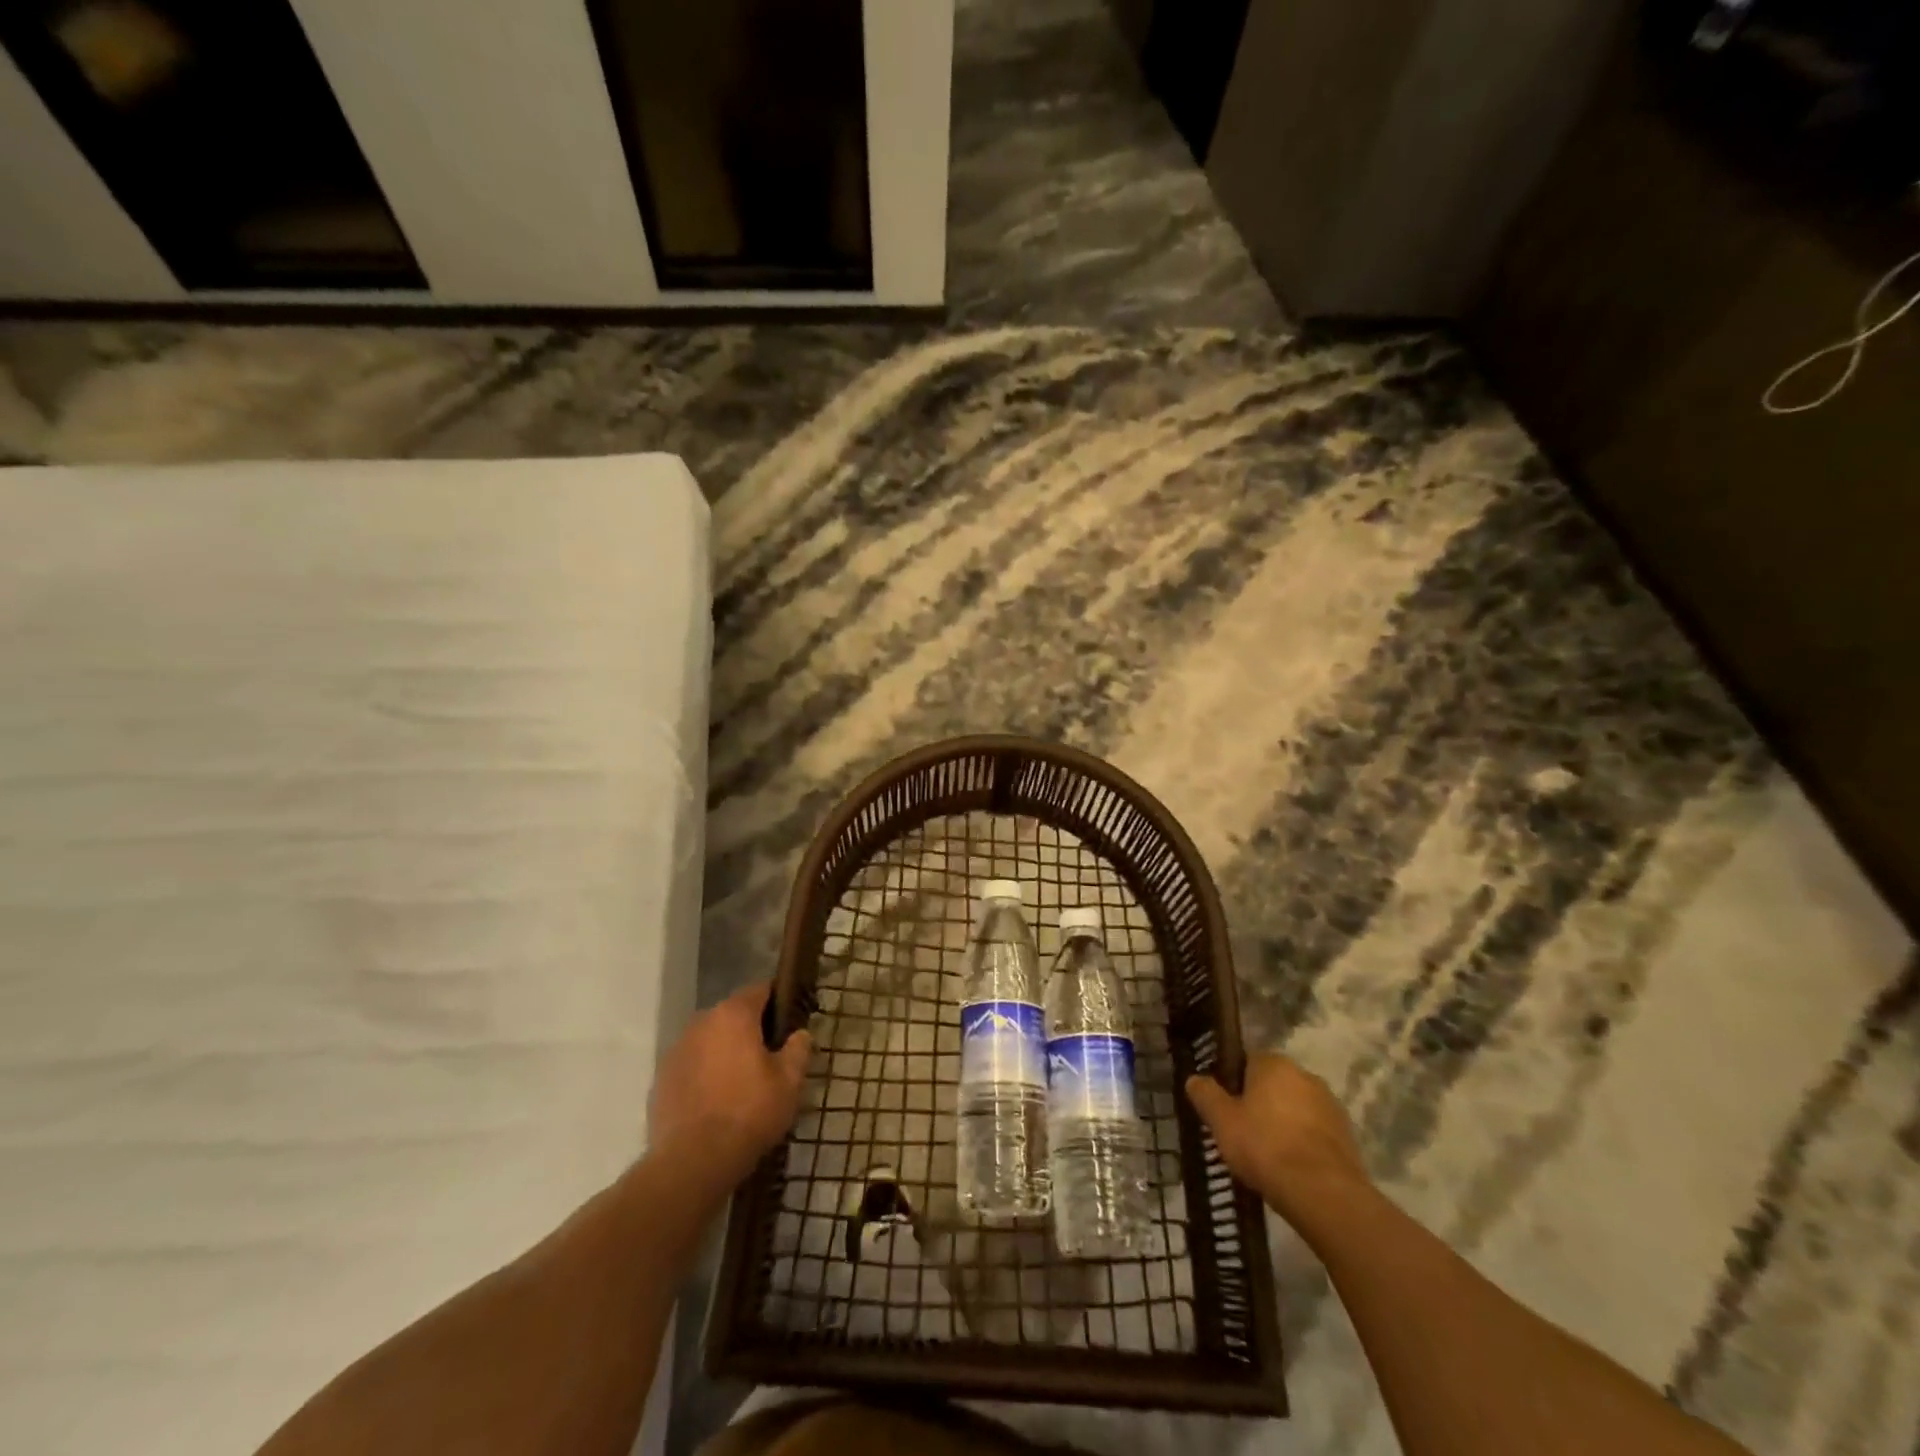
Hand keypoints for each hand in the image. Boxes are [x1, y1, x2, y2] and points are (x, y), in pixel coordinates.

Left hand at [650, 982, 812, 1186]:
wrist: (692, 1161)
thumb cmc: (749, 1112)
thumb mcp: (788, 1082)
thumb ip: (798, 1049)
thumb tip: (800, 1033)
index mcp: (734, 1015)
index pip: (760, 990)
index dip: (778, 1000)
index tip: (789, 1020)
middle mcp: (702, 1022)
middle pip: (732, 1014)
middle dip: (750, 1029)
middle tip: (769, 1055)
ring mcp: (677, 1050)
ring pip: (709, 1040)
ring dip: (724, 1051)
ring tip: (741, 1081)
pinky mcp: (661, 1079)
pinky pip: (691, 1065)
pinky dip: (704, 1073)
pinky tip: (716, 1100)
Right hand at [1186, 1055, 1368, 1223]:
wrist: (1323, 1194)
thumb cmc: (1265, 1147)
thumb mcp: (1222, 1121)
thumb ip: (1206, 1095)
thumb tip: (1194, 1079)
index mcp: (1274, 1063)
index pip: (1247, 1062)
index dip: (1233, 1085)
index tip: (1226, 1110)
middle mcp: (1305, 1075)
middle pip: (1273, 1085)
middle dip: (1260, 1104)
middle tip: (1243, 1134)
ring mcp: (1330, 1105)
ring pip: (1296, 1109)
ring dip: (1283, 1124)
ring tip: (1268, 1156)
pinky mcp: (1347, 1136)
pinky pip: (1315, 1133)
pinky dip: (1303, 1144)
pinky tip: (1292, 1168)